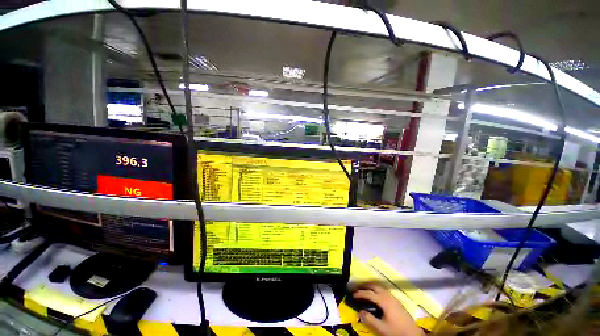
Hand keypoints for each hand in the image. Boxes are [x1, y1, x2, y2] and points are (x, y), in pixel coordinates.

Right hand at [354, 283, 424, 335]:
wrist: (413, 335)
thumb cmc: (396, 331)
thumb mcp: (381, 328)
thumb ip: (369, 319)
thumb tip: (359, 312)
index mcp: (383, 300)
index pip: (368, 293)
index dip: (359, 293)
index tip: (352, 294)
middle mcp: (388, 295)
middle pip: (374, 286)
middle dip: (364, 285)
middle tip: (356, 288)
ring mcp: (393, 297)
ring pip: (379, 287)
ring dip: (371, 287)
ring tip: (364, 290)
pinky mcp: (396, 301)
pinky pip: (383, 291)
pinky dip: (376, 290)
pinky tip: (375, 296)